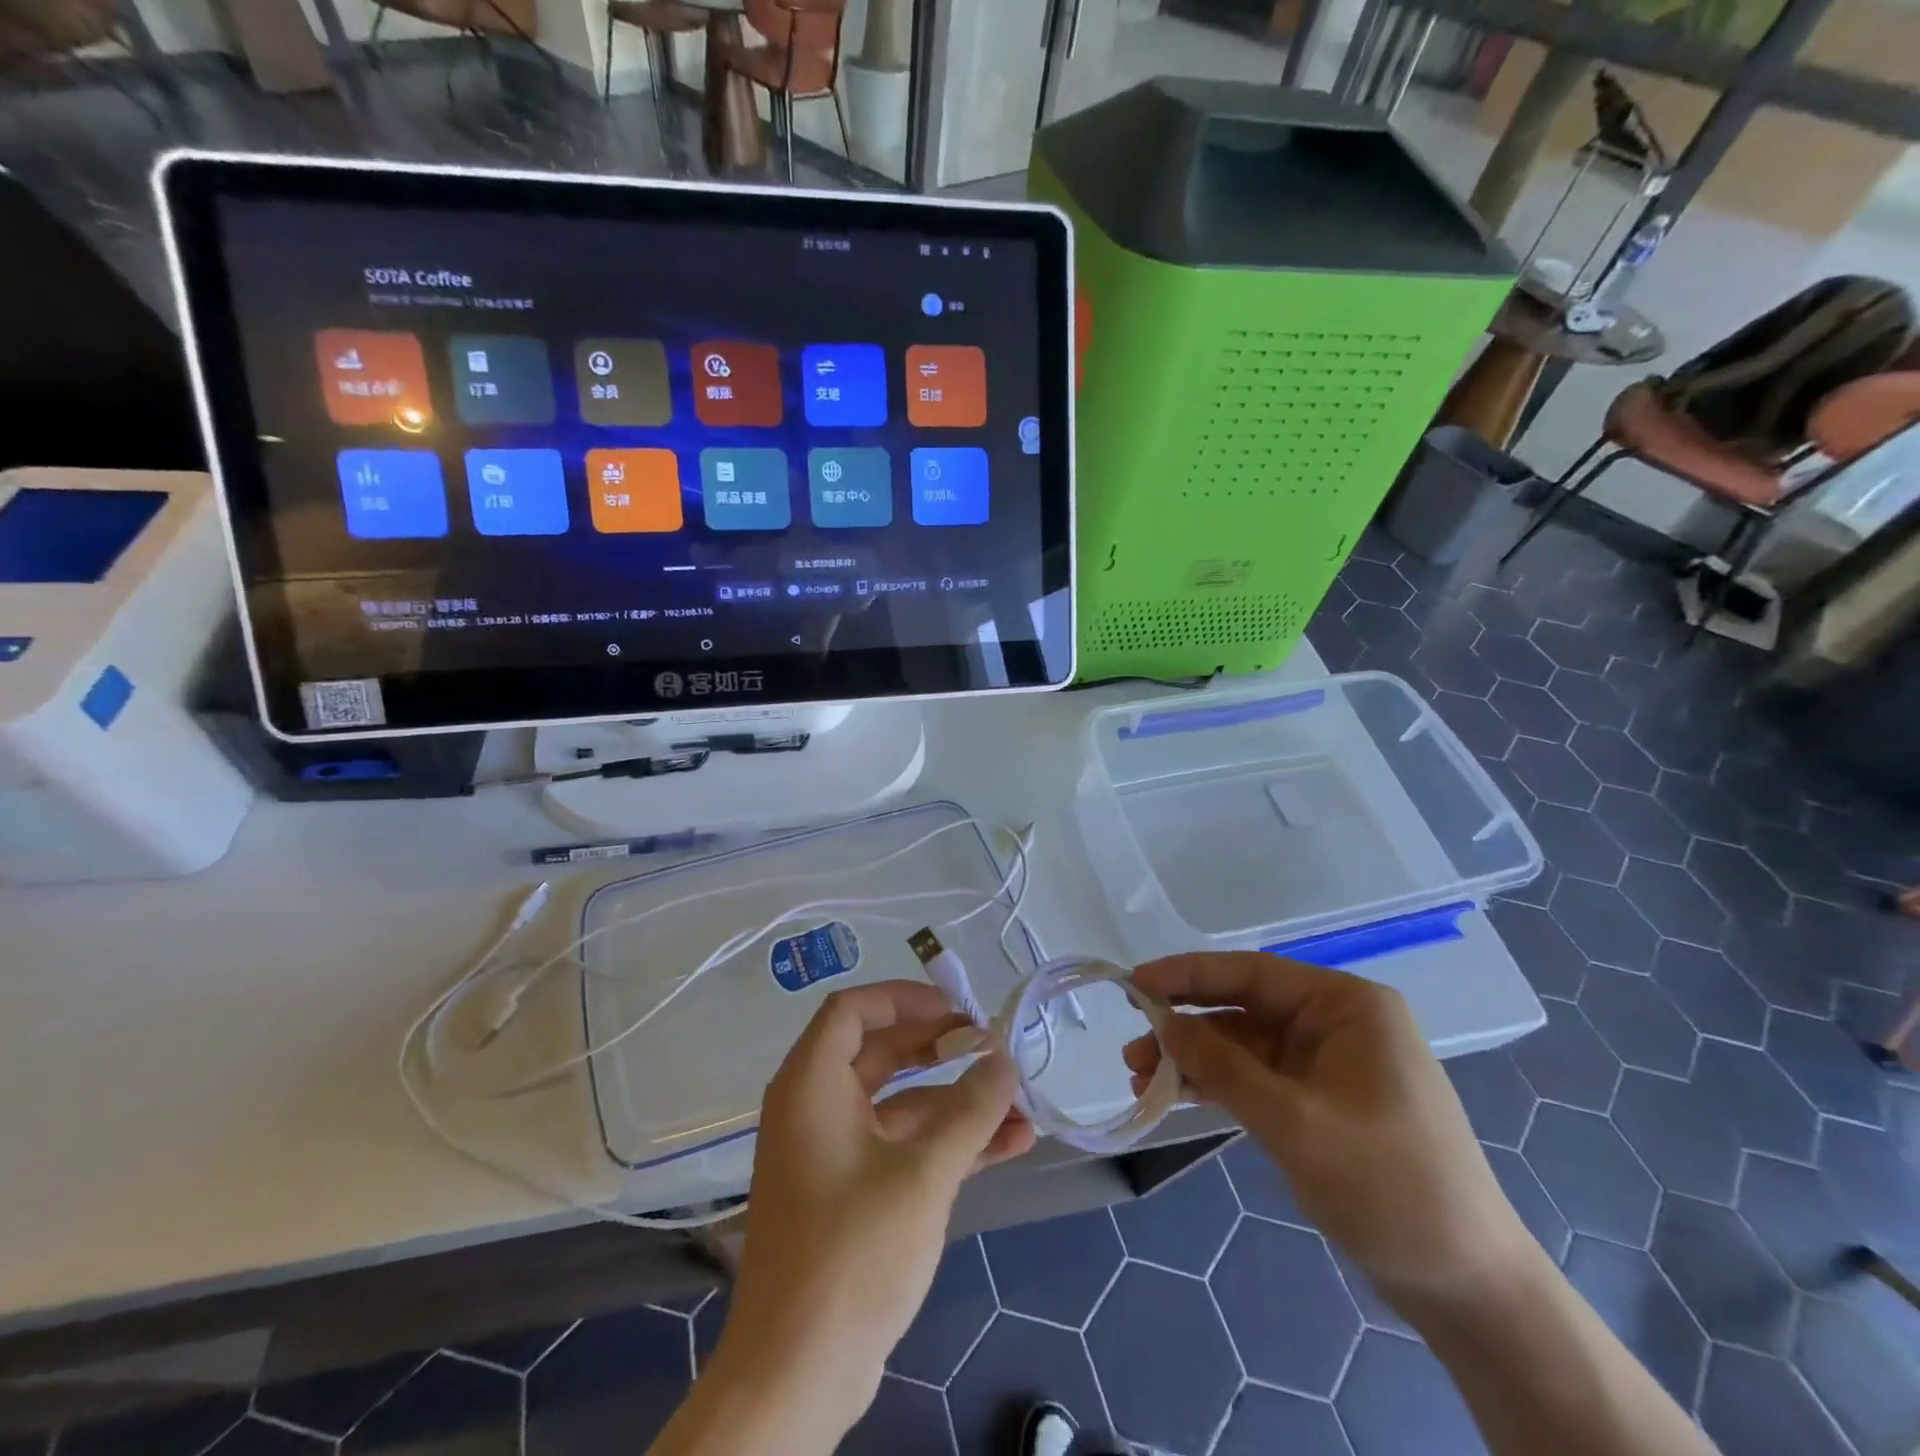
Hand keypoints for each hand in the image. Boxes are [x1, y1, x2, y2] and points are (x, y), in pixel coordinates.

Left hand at [714, 981, 1034, 1442]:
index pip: (852, 1010)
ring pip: (899, 1104)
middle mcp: (816, 1107)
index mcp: (812, 1084)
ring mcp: (833, 1152)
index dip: (905, 999)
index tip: (957, 1008)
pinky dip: (946, 1142)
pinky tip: (1007, 1145)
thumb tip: (1004, 1061)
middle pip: (881, 1052)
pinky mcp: (851, 1193)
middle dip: (940, 1048)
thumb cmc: (852, 1253)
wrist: (796, 1374)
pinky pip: (901, 1146)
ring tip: (1020, 1103)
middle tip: (992, 1046)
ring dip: (956, 1103)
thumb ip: (969, 1112)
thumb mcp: (922, 1175)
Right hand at [1125, 954, 1532, 1311]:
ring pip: (1244, 1044)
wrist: (1469, 1289)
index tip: (1132, 984)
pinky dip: (1218, 1084)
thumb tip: (1161, 1022)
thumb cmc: (1390, 1189)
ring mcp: (1329, 1061)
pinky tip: (1177, 1094)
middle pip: (1242, 1007)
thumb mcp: (1296, 1124)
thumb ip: (1222, 1067)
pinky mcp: (1320, 1099)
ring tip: (1139, 1077)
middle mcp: (1337, 1021)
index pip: (1251, 973)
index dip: (1186, 975)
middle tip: (1131, 1047)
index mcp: (1347, 1005)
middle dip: (1185, 1025)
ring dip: (1195, 1059)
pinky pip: (1257, 1076)